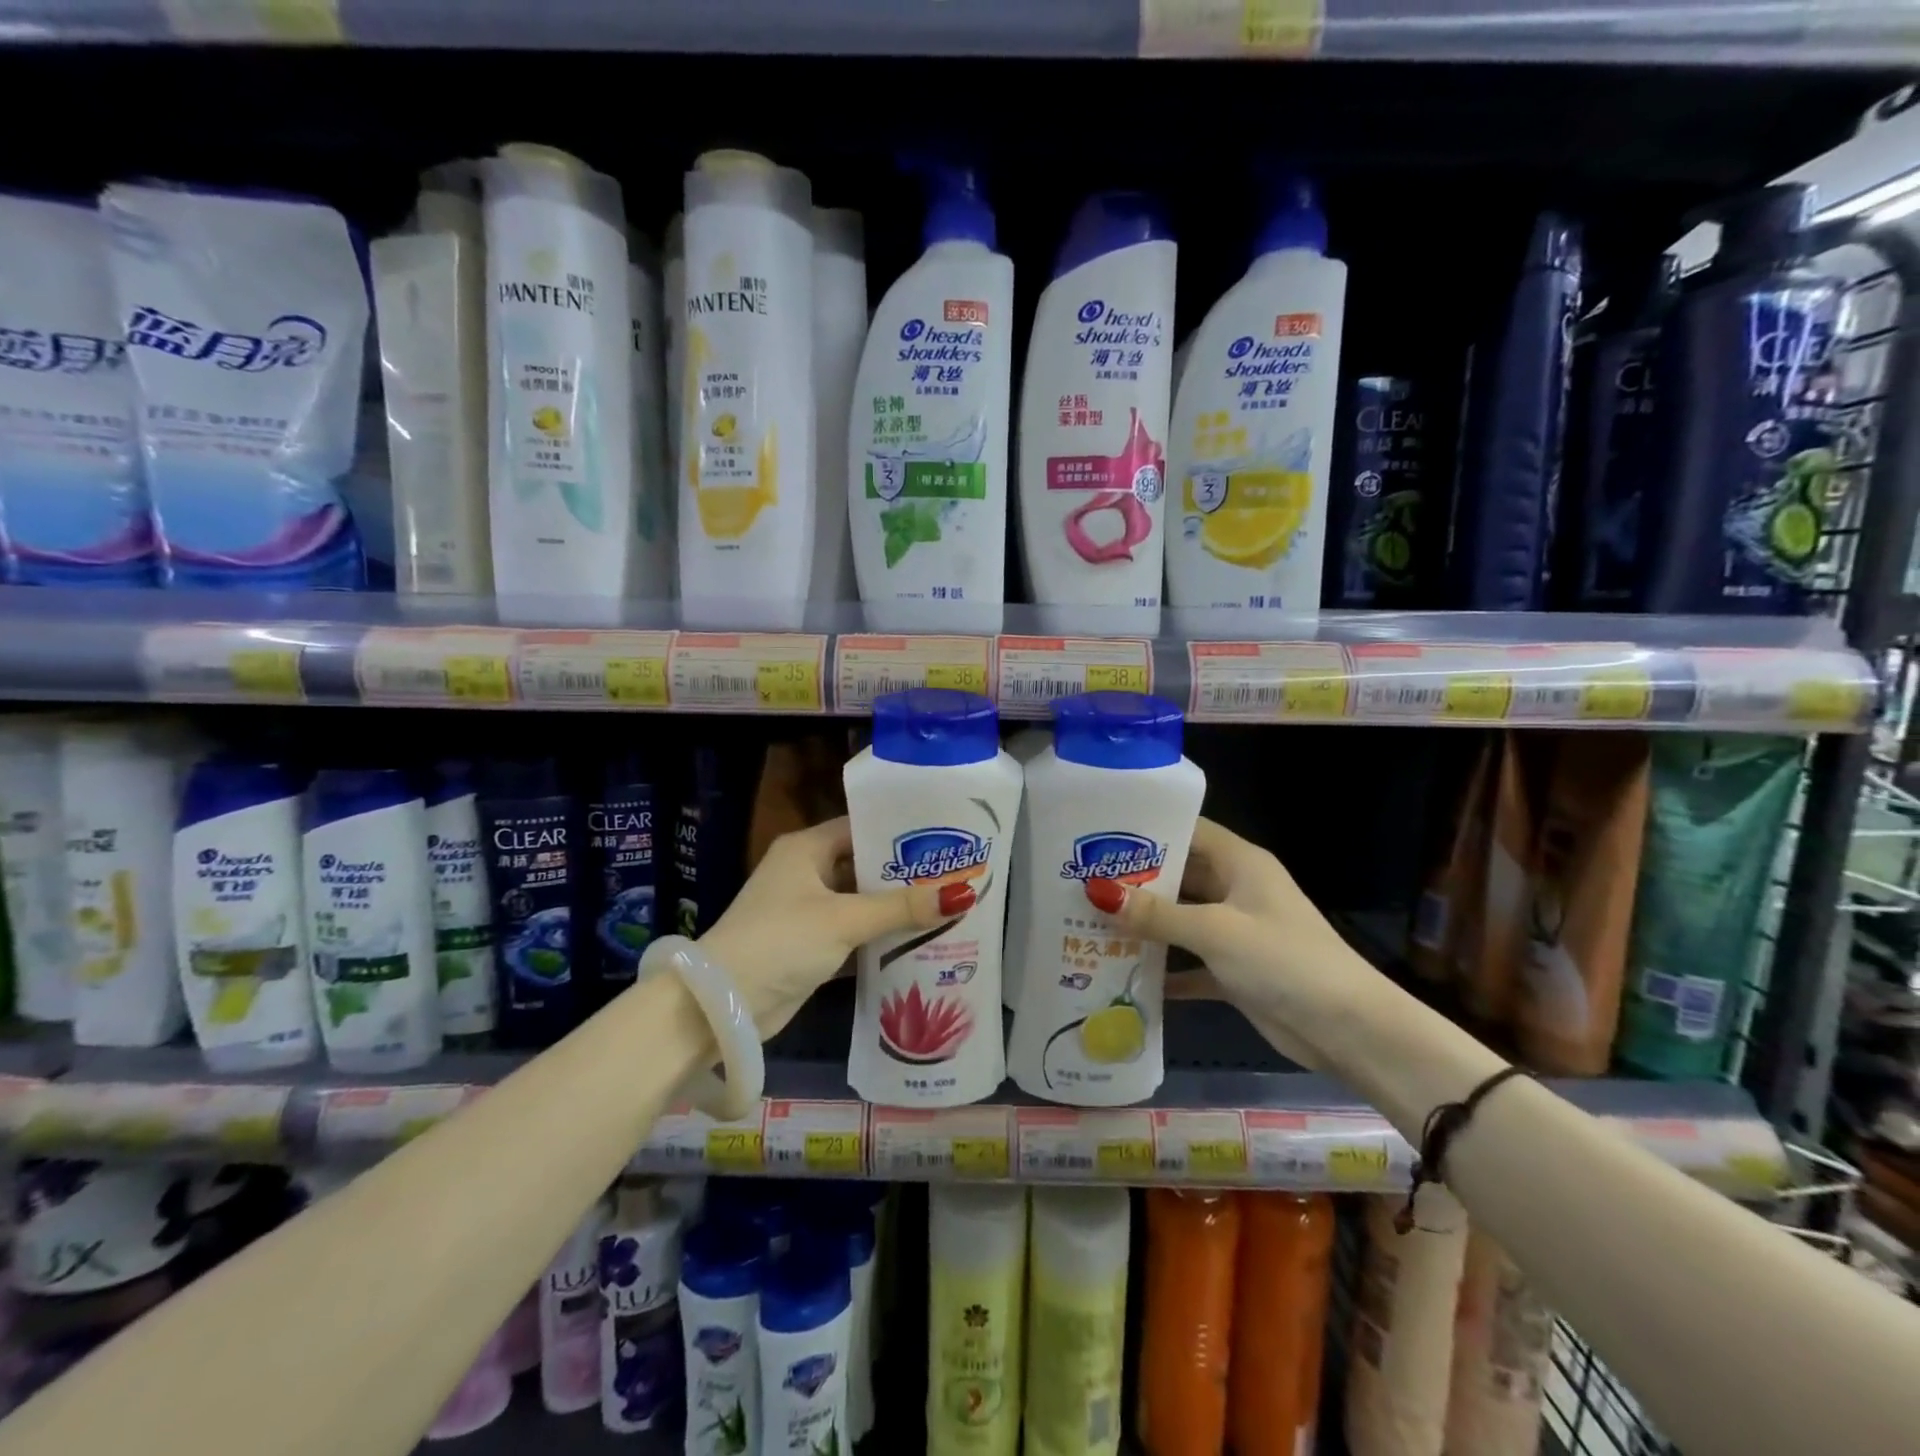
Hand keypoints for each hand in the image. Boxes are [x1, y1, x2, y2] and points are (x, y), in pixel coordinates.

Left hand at [698, 817, 961, 1037]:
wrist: (722, 1004)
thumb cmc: (781, 940)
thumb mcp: (844, 919)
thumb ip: (902, 907)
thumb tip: (963, 891)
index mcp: (806, 849)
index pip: (860, 827)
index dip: (899, 831)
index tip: (944, 835)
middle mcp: (805, 873)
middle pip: (863, 865)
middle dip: (905, 873)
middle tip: (957, 872)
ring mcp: (806, 911)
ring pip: (860, 902)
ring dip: (895, 908)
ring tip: (949, 904)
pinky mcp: (810, 946)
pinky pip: (854, 933)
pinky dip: (880, 937)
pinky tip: (921, 940)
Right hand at [1082, 817, 1378, 1065]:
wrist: (1349, 1030)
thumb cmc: (1284, 960)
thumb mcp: (1215, 931)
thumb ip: (1156, 914)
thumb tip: (1096, 891)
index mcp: (1240, 864)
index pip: (1188, 831)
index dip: (1147, 829)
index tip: (1099, 833)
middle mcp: (1236, 890)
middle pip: (1179, 875)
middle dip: (1135, 880)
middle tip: (1081, 880)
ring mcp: (1236, 931)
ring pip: (1181, 919)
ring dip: (1144, 924)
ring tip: (1089, 921)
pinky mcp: (1234, 970)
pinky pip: (1189, 962)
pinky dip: (1163, 968)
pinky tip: (1122, 972)